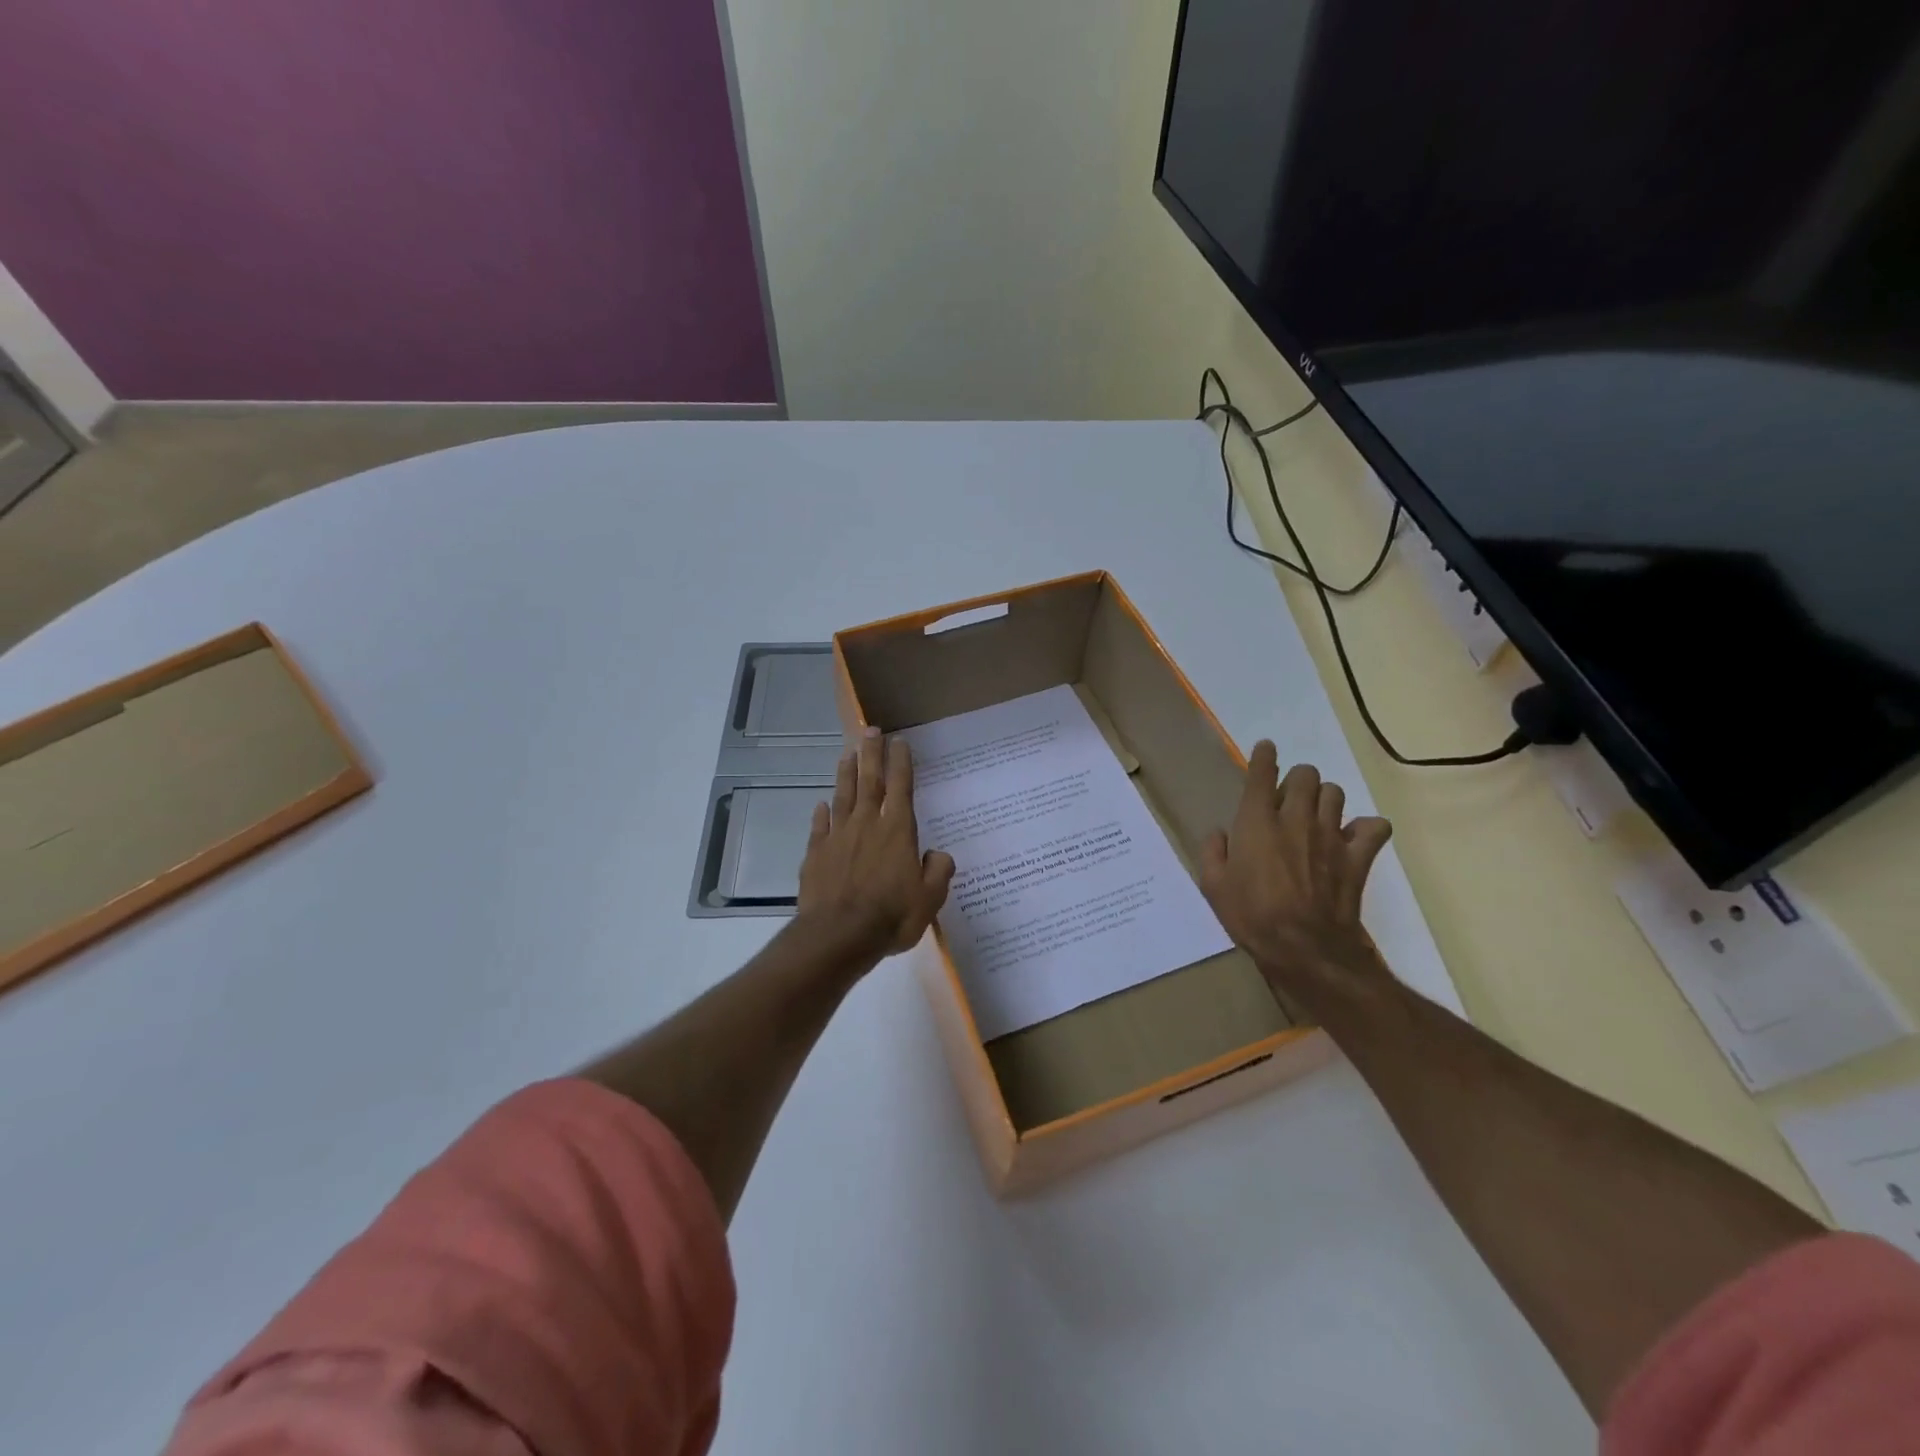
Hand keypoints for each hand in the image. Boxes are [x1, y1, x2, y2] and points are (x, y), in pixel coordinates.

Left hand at [796, 726, 955, 961]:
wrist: (838, 935)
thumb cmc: (891, 916)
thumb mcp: (930, 899)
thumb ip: (938, 871)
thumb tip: (938, 854)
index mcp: (897, 831)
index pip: (902, 787)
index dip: (901, 762)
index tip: (900, 741)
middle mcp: (867, 825)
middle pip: (870, 781)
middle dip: (871, 754)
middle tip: (870, 730)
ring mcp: (838, 837)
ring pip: (843, 796)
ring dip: (846, 773)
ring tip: (846, 753)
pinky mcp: (816, 854)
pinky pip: (820, 826)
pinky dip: (822, 813)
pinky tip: (821, 804)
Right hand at [1199, 742, 1393, 990]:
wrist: (1304, 947)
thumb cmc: (1250, 915)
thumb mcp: (1213, 886)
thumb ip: (1213, 853)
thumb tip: (1219, 835)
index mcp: (1256, 820)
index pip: (1261, 773)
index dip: (1264, 756)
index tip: (1266, 750)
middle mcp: (1295, 818)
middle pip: (1306, 775)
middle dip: (1297, 780)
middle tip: (1288, 800)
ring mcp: (1330, 834)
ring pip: (1335, 793)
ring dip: (1324, 799)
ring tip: (1316, 817)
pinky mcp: (1357, 856)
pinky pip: (1373, 826)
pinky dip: (1365, 828)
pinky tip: (1351, 839)